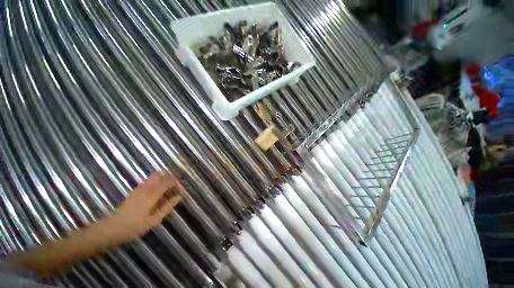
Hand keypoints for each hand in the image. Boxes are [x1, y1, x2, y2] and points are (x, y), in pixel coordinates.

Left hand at [102, 171, 183, 244]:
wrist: (113, 228)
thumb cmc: (135, 226)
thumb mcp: (154, 219)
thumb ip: (167, 206)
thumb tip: (178, 197)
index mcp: (153, 193)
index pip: (169, 181)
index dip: (177, 184)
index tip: (181, 192)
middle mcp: (147, 187)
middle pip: (162, 175)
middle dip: (171, 179)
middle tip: (175, 189)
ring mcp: (140, 188)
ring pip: (155, 177)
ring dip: (164, 180)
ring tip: (167, 191)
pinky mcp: (135, 191)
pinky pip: (149, 181)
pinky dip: (157, 184)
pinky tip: (158, 194)